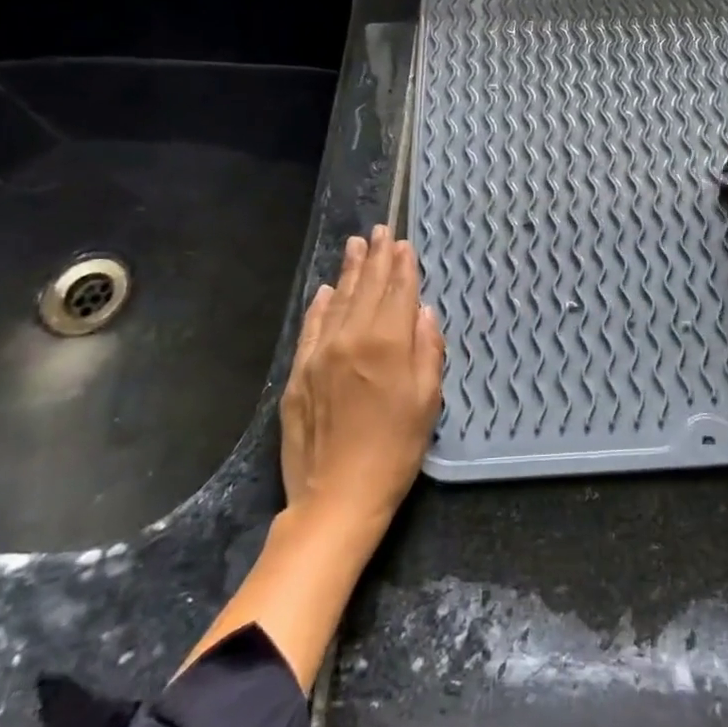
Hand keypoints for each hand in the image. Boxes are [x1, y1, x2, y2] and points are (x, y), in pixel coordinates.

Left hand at [280, 225, 444, 530]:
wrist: (337, 495)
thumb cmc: (396, 450)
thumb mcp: (428, 401)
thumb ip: (428, 350)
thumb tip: (423, 312)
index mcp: (387, 344)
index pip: (398, 292)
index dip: (403, 266)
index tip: (403, 243)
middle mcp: (351, 338)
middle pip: (367, 289)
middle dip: (376, 258)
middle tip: (379, 231)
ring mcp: (320, 353)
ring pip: (338, 301)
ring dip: (349, 272)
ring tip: (355, 246)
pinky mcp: (299, 372)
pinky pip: (311, 327)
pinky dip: (320, 305)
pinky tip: (327, 290)